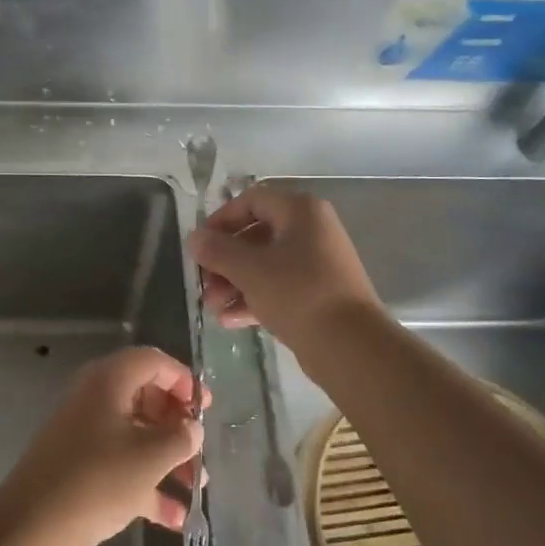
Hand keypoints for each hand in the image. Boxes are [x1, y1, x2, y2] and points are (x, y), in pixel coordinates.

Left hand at [0, 346, 204, 545]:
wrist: (32, 529)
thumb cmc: (98, 481)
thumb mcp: (150, 457)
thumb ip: (180, 437)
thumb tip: (192, 427)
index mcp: (108, 382)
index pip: (152, 361)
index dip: (183, 379)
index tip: (205, 408)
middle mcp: (94, 400)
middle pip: (145, 398)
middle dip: (177, 425)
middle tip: (199, 448)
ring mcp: (84, 435)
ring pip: (135, 435)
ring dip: (168, 458)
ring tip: (196, 487)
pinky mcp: (79, 468)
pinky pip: (121, 466)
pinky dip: (147, 485)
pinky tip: (175, 518)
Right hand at [187, 185, 384, 353]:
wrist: (350, 345)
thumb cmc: (298, 293)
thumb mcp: (249, 269)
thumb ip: (217, 250)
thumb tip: (194, 238)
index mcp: (300, 211)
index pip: (251, 201)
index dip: (220, 219)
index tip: (199, 245)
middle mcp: (311, 231)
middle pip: (256, 236)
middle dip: (224, 261)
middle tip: (203, 284)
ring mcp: (316, 264)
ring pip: (265, 265)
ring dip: (234, 284)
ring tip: (213, 307)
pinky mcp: (317, 294)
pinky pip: (278, 288)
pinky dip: (253, 299)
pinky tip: (230, 320)